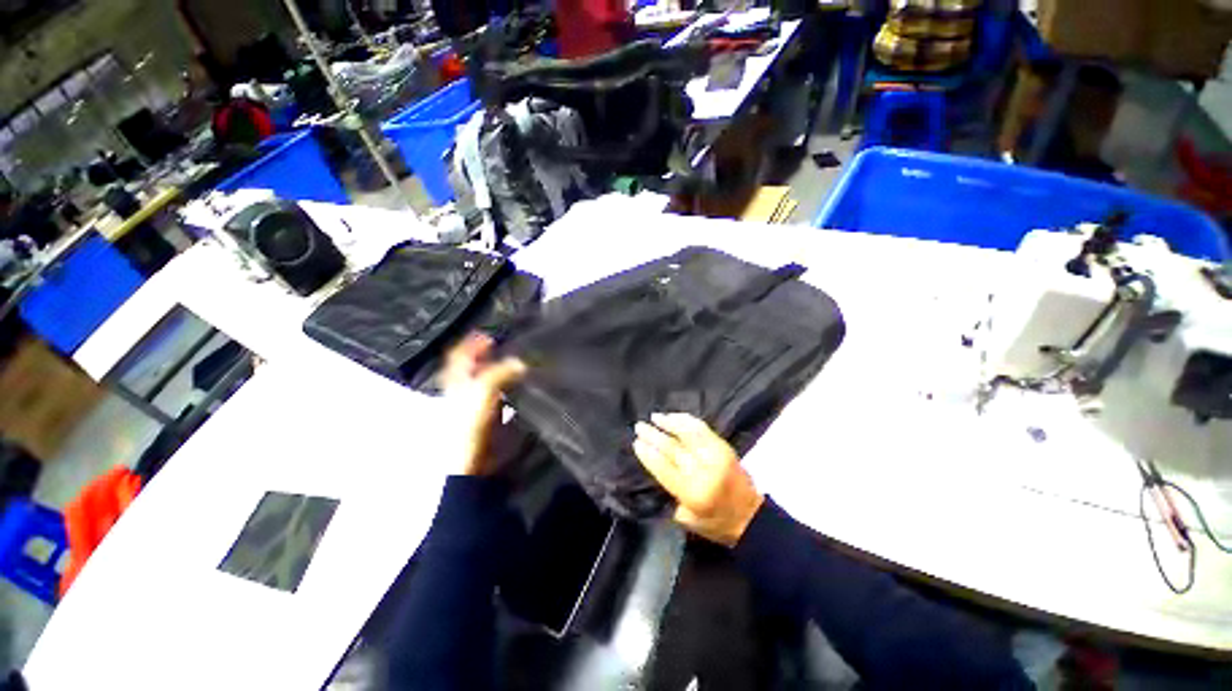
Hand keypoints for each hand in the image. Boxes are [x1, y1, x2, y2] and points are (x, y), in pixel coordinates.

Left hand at [440, 334, 525, 475]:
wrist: (467, 466)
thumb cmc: (468, 425)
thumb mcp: (483, 391)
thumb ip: (500, 373)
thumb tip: (519, 363)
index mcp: (454, 381)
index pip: (459, 356)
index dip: (472, 344)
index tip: (489, 337)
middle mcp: (458, 393)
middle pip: (469, 371)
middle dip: (484, 360)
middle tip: (504, 352)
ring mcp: (468, 412)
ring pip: (480, 388)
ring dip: (494, 379)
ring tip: (513, 372)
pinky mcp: (480, 428)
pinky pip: (491, 407)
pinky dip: (501, 399)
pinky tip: (514, 399)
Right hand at [633, 413, 763, 545]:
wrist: (750, 517)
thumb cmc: (715, 524)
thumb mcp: (686, 518)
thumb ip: (673, 495)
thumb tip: (662, 471)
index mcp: (693, 492)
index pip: (665, 469)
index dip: (649, 455)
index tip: (636, 443)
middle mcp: (705, 471)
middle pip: (675, 449)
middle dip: (655, 436)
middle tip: (639, 427)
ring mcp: (718, 457)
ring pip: (691, 434)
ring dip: (672, 423)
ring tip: (656, 417)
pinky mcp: (727, 450)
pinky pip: (705, 430)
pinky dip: (689, 422)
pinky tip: (677, 418)